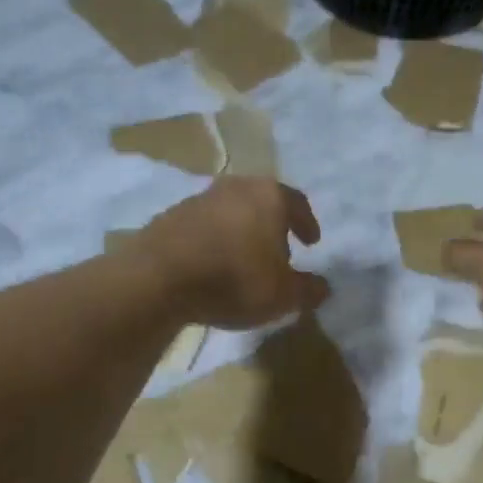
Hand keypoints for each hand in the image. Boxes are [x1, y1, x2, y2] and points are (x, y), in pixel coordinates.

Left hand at [136, 178, 329, 329]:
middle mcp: (236, 187)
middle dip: (273, 225)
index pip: (298, 203)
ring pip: (232, 211)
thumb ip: (309, 290)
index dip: (307, 224)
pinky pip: (204, 226)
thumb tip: (323, 287)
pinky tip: (213, 264)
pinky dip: (214, 240)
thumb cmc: (235, 280)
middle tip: (279, 250)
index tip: (312, 242)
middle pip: (263, 202)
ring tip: (245, 260)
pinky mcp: (170, 215)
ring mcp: (199, 198)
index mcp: (269, 196)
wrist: (159, 279)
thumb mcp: (283, 296)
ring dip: (242, 232)